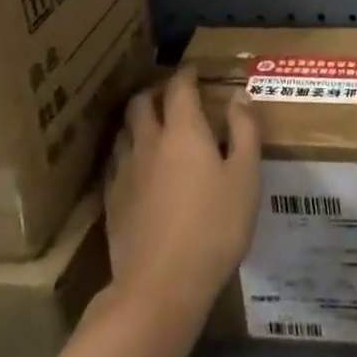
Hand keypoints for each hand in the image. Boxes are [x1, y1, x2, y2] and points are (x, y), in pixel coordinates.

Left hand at [105, 68, 260, 318]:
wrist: (160, 287)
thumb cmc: (214, 227)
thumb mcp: (246, 177)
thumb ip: (245, 131)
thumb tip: (239, 96)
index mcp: (183, 131)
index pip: (179, 87)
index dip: (186, 74)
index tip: (194, 70)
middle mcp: (148, 142)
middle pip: (141, 103)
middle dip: (155, 91)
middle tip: (170, 94)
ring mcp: (125, 172)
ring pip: (123, 131)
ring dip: (136, 120)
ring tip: (150, 125)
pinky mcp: (111, 201)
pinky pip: (115, 162)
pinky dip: (126, 152)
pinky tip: (136, 166)